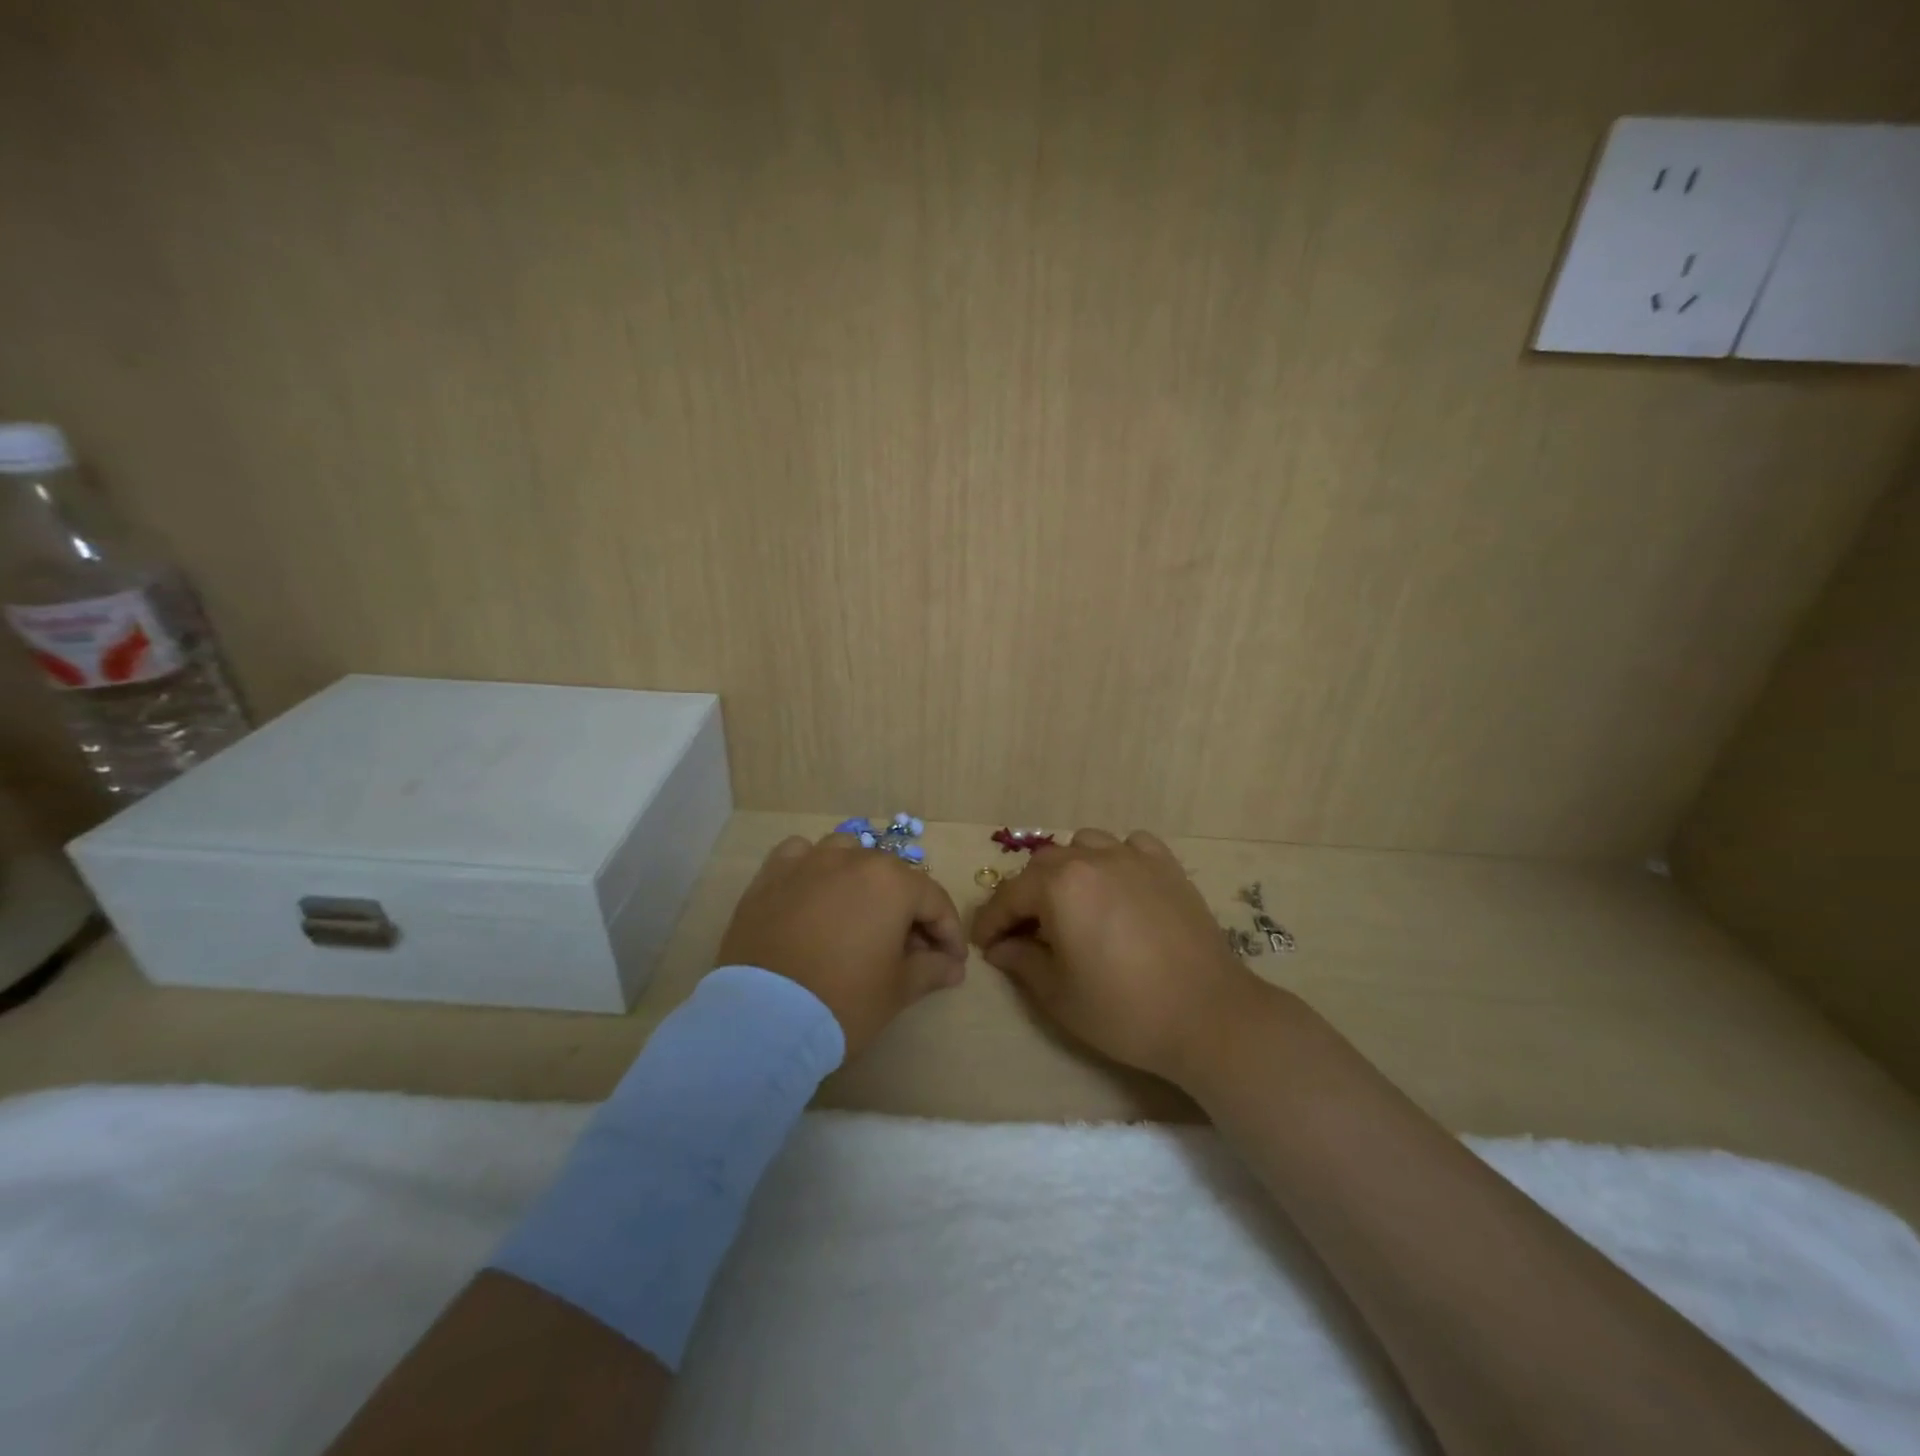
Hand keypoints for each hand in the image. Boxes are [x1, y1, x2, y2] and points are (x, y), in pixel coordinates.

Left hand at [715, 833, 967, 1059]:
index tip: (951, 963)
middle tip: (909, 952)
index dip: (949, 934)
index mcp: (893, 882)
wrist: (763, 1017)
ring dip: (863, 879)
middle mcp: (854, 859)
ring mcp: (809, 862)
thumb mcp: (898, 991)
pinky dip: (814, 868)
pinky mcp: (771, 874)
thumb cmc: (843, 1000)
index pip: (935, 902)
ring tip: (861, 914)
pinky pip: (801, 855)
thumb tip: (952, 965)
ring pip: (848, 855)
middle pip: (894, 879)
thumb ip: (932, 969)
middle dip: (908, 912)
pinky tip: (814, 891)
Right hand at [969, 828, 1264, 1084]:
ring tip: (1072, 903)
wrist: (1208, 1015)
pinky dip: (1115, 858)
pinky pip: (1130, 845)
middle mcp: (1092, 858)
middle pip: (1043, 865)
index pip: (1010, 895)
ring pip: (1084, 845)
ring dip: (1068, 870)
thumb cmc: (1124, 1010)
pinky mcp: (1167, 866)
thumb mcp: (1058, 994)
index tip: (984, 944)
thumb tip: (1000, 947)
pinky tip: (1118, 885)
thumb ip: (1021, 961)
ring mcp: (1134, 857)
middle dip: (1026, 895)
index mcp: (1060, 886)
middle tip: (1025, 931)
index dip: (991, 921)